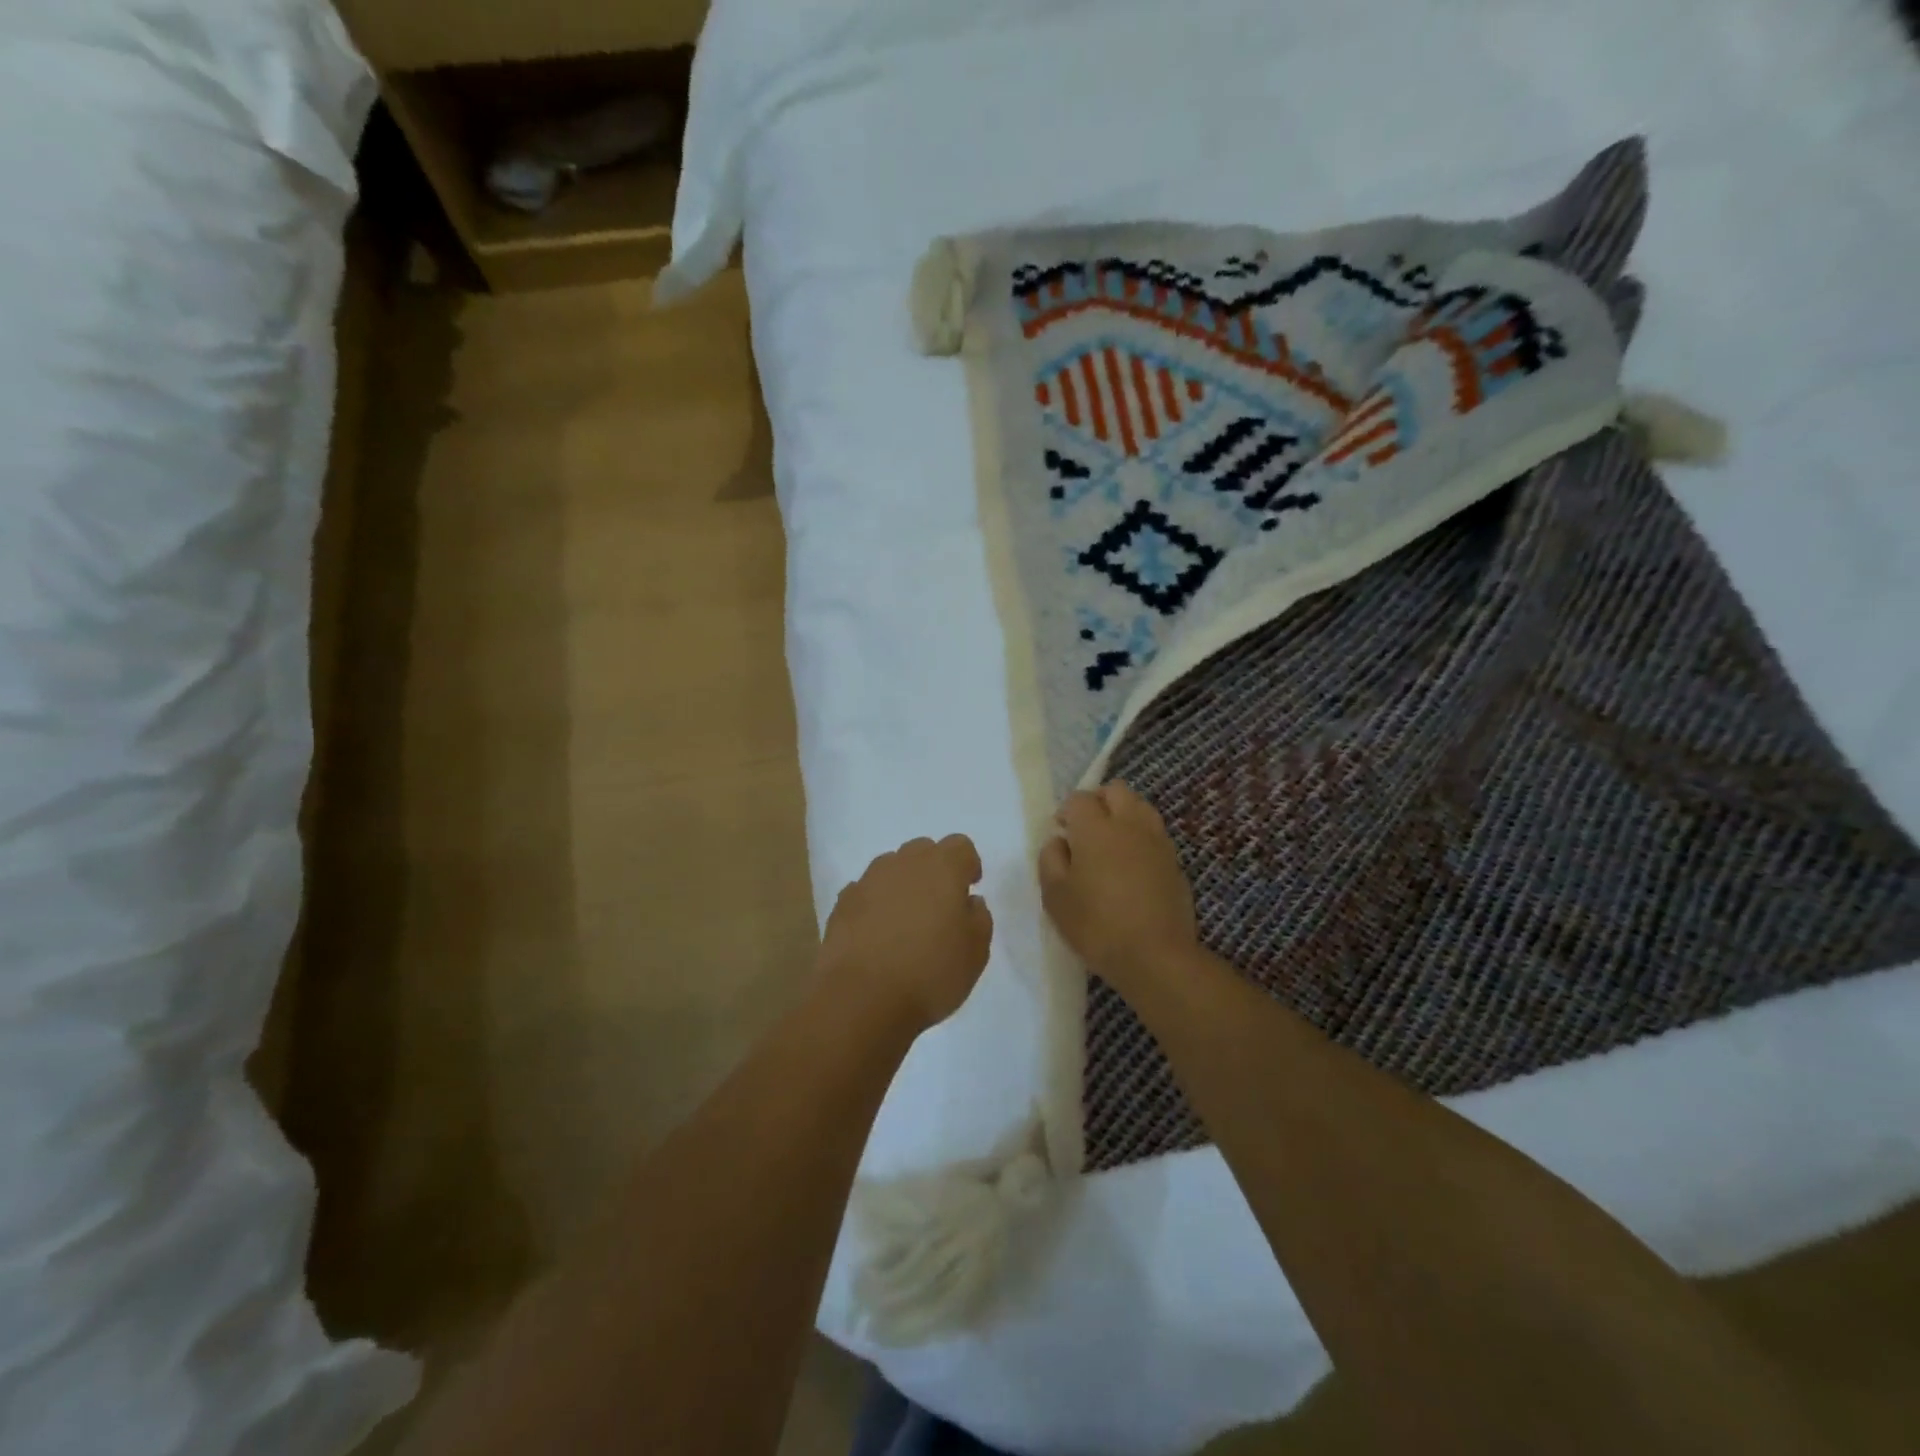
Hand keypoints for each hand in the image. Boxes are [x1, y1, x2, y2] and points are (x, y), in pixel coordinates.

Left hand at [819, 835, 993, 1034]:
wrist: (862, 998)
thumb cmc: (930, 973)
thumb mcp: (976, 952)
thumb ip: (979, 918)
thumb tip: (969, 902)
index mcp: (942, 868)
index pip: (960, 846)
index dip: (968, 865)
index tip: (969, 889)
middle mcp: (903, 863)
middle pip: (923, 850)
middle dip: (934, 870)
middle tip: (940, 905)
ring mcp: (868, 881)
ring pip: (892, 868)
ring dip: (903, 884)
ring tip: (906, 921)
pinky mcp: (842, 903)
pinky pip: (866, 892)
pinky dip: (875, 904)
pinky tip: (878, 934)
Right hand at [1038, 782, 1197, 993]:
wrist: (1156, 956)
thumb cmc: (1096, 925)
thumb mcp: (1055, 896)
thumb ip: (1050, 859)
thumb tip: (1059, 841)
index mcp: (1095, 828)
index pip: (1079, 799)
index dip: (1066, 811)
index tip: (1060, 833)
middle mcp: (1129, 824)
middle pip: (1116, 790)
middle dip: (1098, 801)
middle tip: (1086, 829)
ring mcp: (1157, 841)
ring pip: (1140, 806)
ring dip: (1123, 814)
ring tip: (1111, 844)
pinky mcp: (1175, 861)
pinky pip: (1155, 833)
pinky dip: (1140, 837)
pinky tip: (1131, 865)